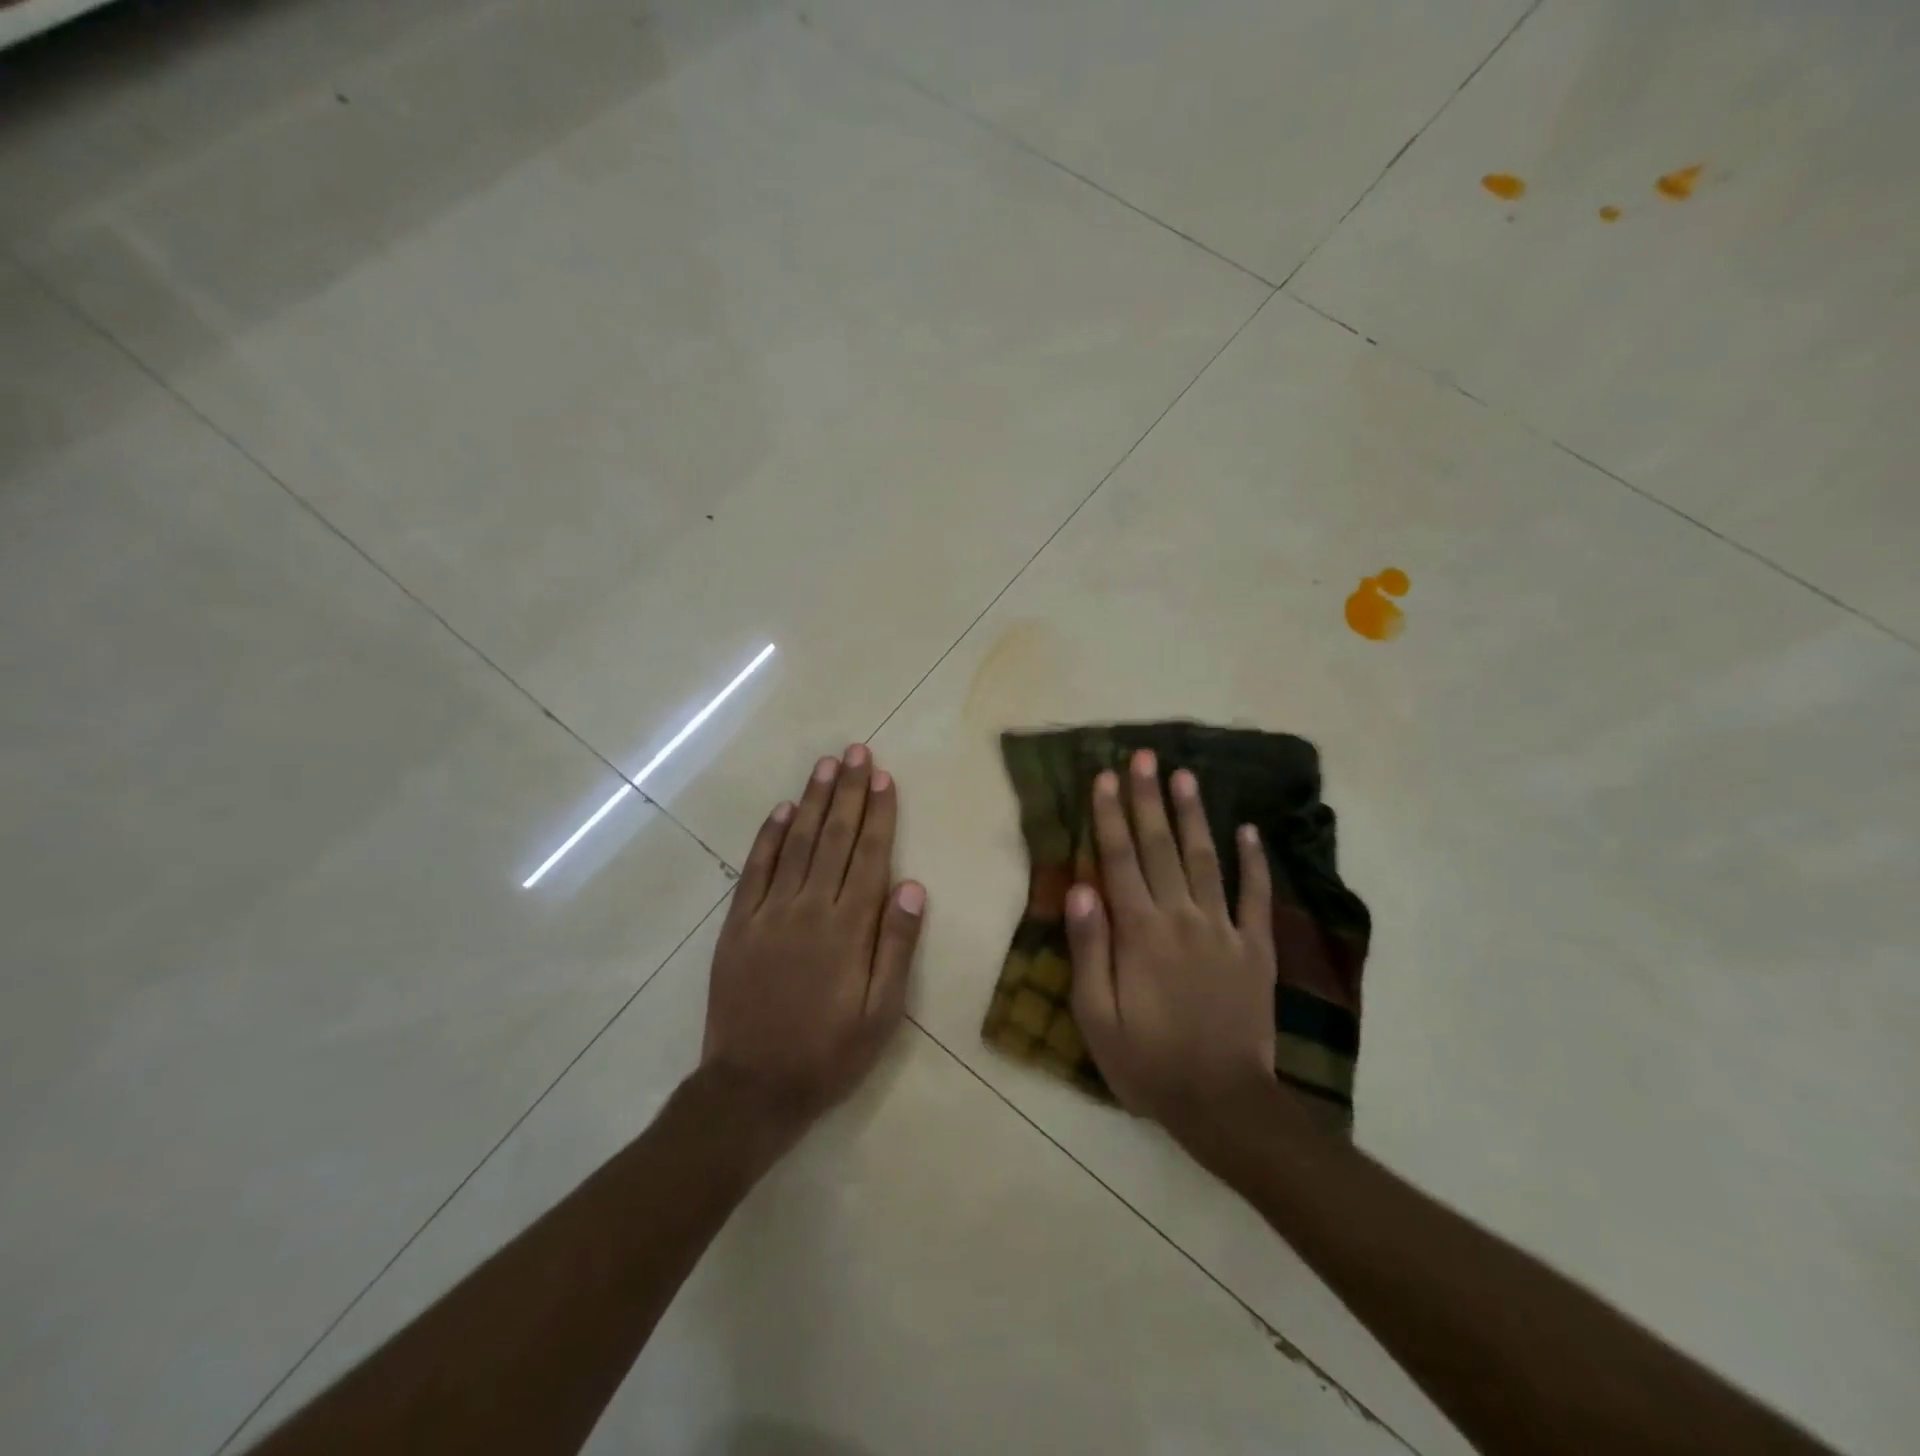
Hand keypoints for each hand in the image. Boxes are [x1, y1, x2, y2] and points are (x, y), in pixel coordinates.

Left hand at [701, 745, 926, 1135]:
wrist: (751, 1089)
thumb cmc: (828, 1053)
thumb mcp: (881, 1014)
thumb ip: (896, 946)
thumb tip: (912, 886)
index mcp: (848, 928)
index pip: (869, 855)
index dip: (879, 813)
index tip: (884, 777)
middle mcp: (809, 908)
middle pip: (834, 837)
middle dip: (848, 792)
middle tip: (856, 752)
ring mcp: (769, 913)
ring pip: (797, 843)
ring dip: (813, 801)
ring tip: (826, 765)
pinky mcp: (738, 925)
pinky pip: (755, 869)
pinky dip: (769, 837)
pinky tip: (782, 810)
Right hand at [1066, 751, 1279, 1143]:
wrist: (1222, 1103)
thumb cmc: (1147, 1061)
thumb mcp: (1097, 1016)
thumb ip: (1089, 948)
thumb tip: (1080, 887)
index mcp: (1139, 932)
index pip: (1120, 860)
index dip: (1110, 816)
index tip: (1104, 777)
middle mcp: (1181, 917)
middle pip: (1160, 847)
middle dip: (1149, 798)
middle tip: (1143, 757)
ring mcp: (1224, 930)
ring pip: (1205, 859)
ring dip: (1193, 815)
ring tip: (1185, 775)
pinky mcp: (1256, 948)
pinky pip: (1256, 896)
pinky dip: (1254, 861)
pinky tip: (1249, 830)